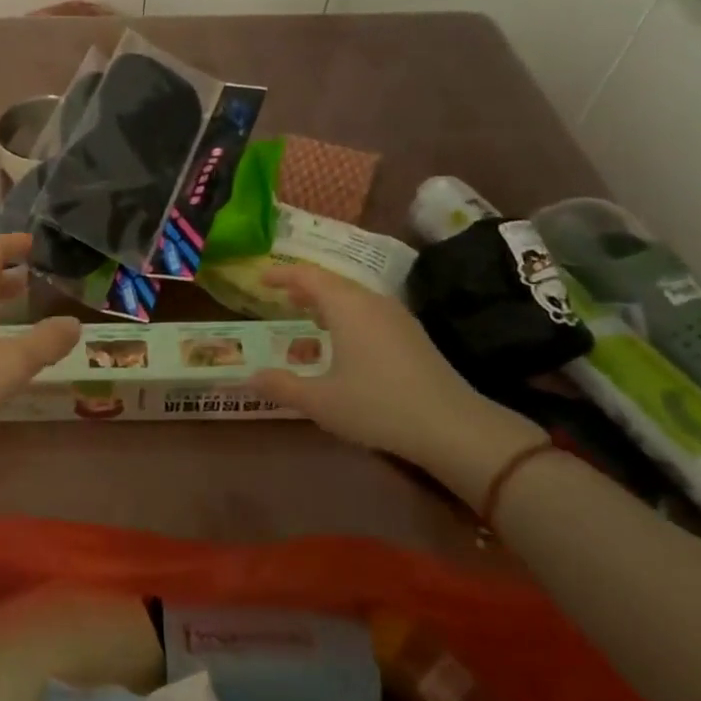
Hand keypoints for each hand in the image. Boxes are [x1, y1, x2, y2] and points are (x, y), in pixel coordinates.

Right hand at [253, 267, 540, 487]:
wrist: (451, 426)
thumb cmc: (377, 406)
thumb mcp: (320, 401)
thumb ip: (281, 386)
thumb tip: (249, 377)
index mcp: (347, 307)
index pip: (308, 276)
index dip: (282, 274)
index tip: (261, 279)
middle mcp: (372, 302)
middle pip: (333, 281)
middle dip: (304, 285)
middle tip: (279, 295)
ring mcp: (397, 317)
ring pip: (354, 296)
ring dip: (327, 300)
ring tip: (306, 313)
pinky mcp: (412, 335)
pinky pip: (369, 310)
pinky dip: (346, 313)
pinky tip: (342, 338)